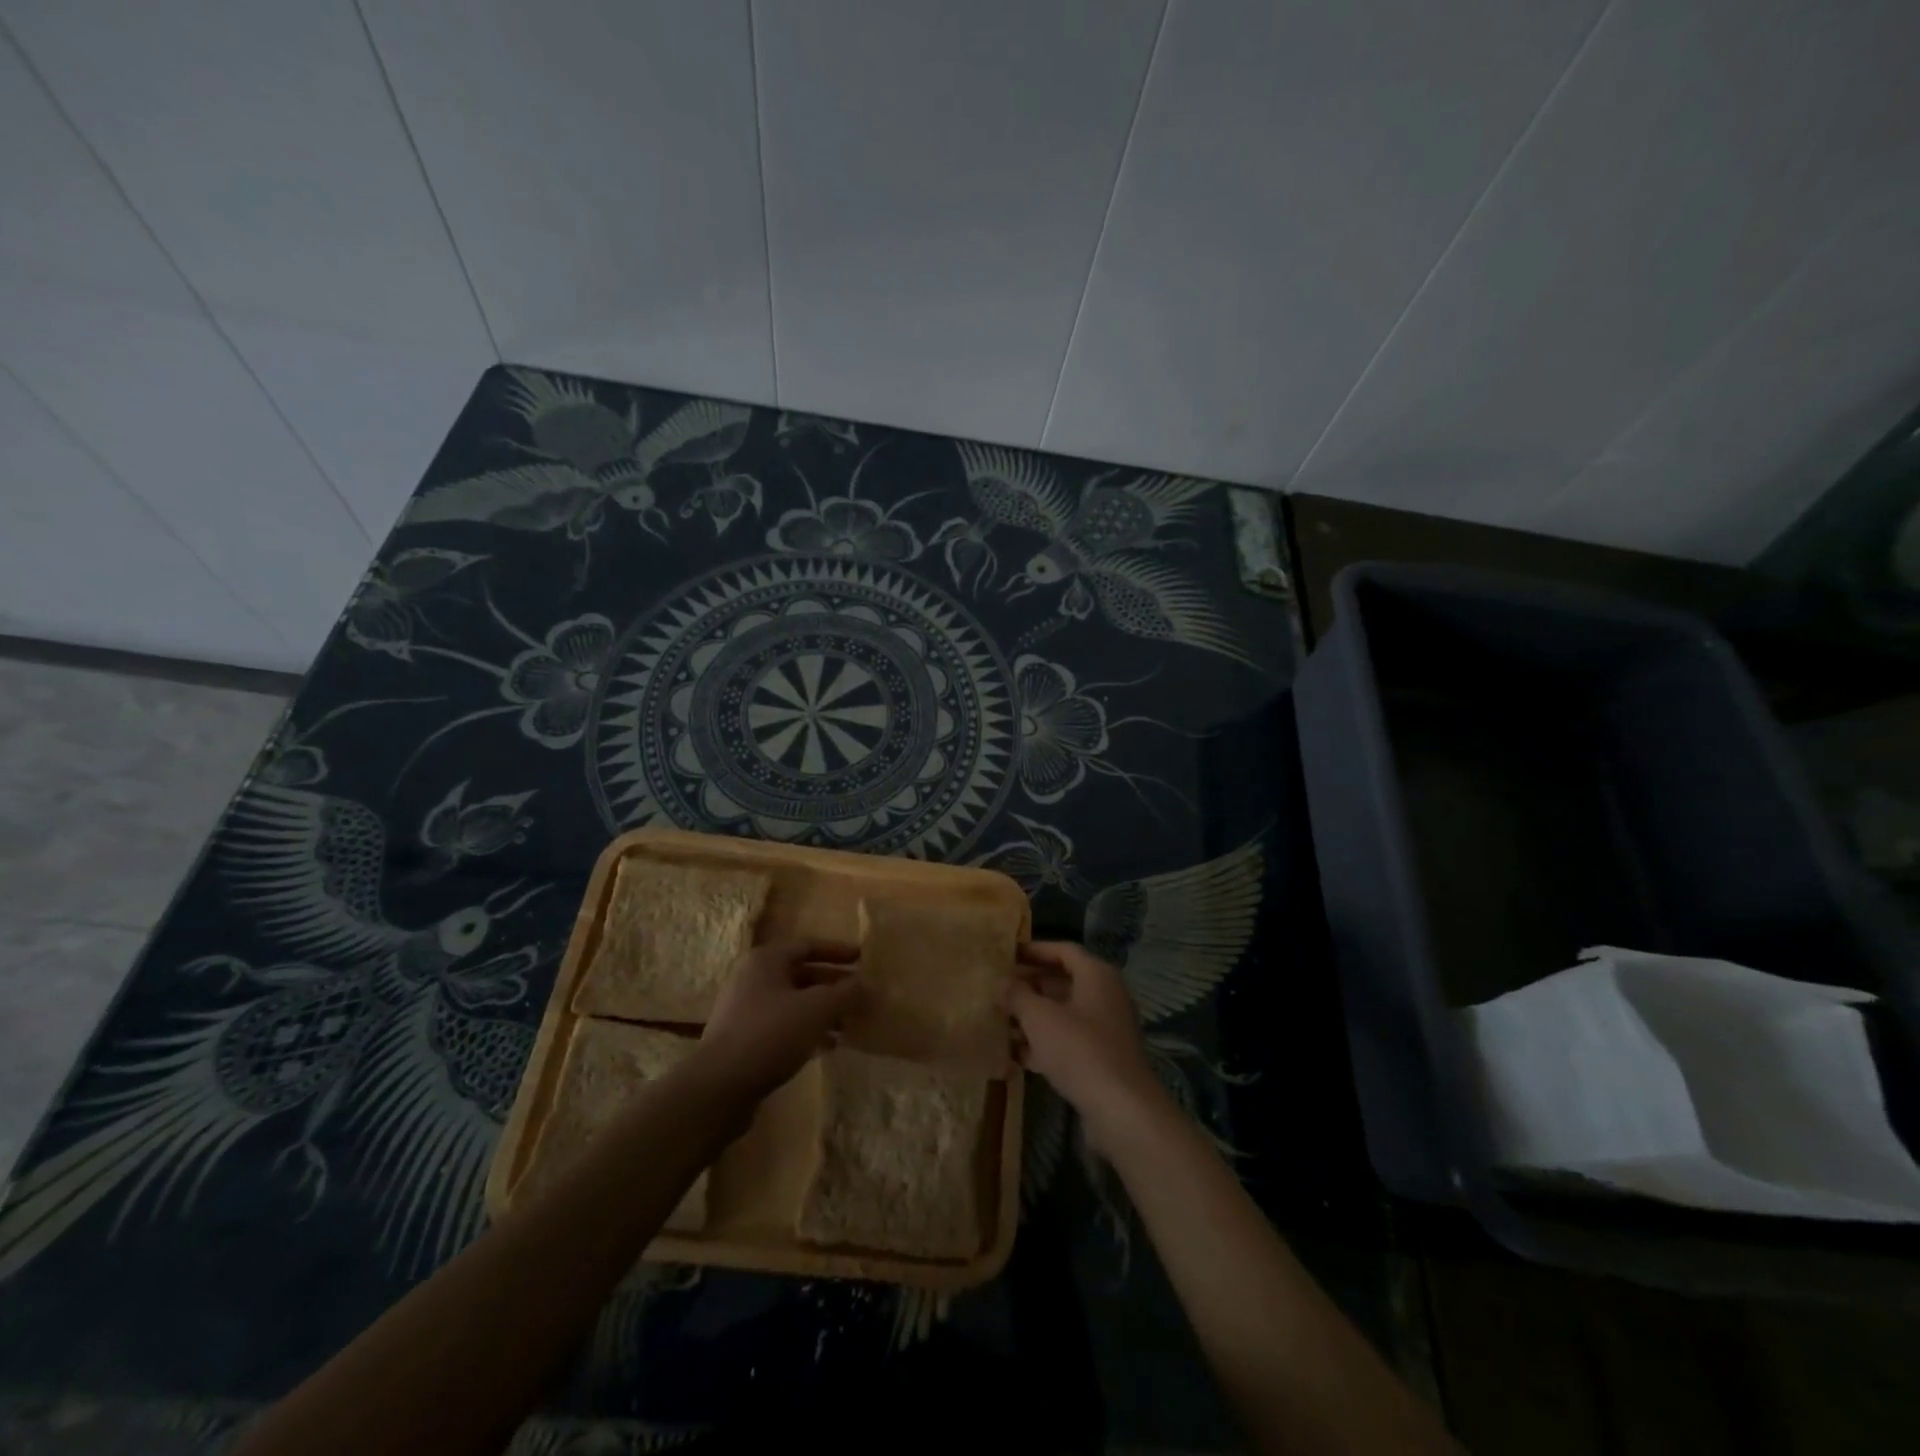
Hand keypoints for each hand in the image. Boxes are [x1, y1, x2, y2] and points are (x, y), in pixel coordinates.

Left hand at [698, 940, 860, 1099]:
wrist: (719, 1086)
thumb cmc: (771, 1034)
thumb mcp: (817, 1009)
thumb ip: (845, 993)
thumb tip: (864, 984)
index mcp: (766, 960)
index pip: (808, 945)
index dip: (837, 951)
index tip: (862, 959)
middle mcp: (752, 978)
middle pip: (801, 974)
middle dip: (833, 985)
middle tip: (860, 995)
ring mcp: (745, 1010)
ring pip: (793, 1002)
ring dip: (822, 1011)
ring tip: (849, 1025)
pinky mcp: (743, 1039)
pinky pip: (782, 1026)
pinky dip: (806, 1030)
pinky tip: (827, 1047)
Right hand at [1009, 942, 1168, 1153]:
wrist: (1121, 1109)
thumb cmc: (1079, 1050)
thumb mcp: (1040, 1018)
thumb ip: (1017, 995)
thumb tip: (1002, 982)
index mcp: (1096, 975)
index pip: (1064, 950)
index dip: (1034, 950)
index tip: (1007, 955)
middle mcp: (1105, 995)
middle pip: (1063, 981)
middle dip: (1030, 985)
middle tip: (1000, 989)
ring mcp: (1106, 1028)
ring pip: (1064, 1013)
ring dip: (1034, 1016)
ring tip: (1001, 1021)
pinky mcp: (1102, 1058)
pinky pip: (1069, 1040)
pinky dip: (1045, 1043)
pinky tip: (1016, 1054)